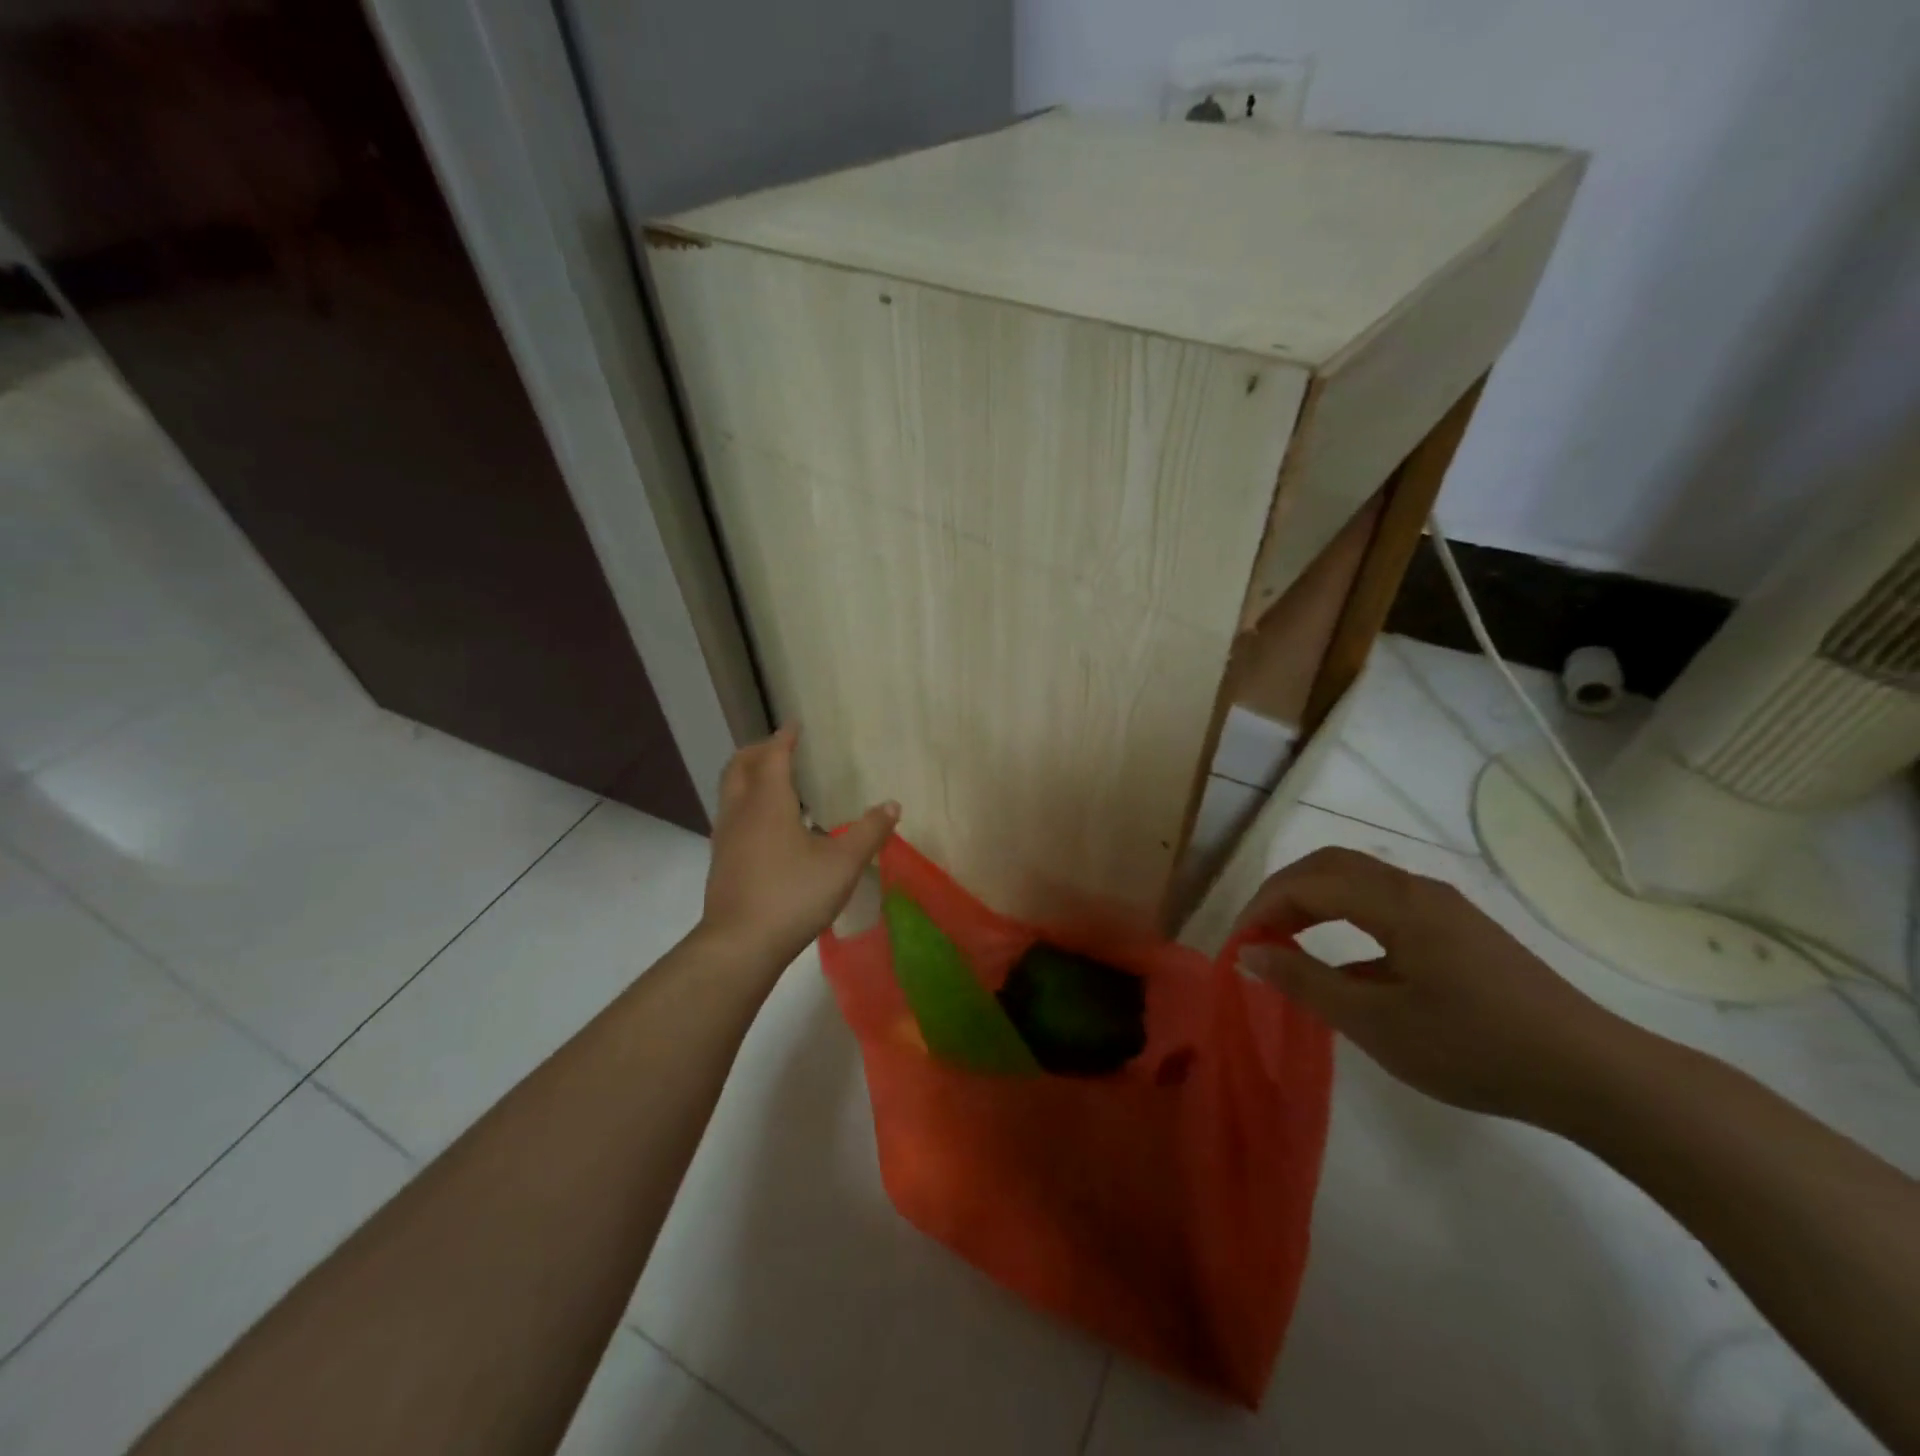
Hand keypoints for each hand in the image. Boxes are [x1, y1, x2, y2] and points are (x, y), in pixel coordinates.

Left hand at [699, 726, 898, 964]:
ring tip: (773, 781)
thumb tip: (892, 805)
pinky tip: (766, 825)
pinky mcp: (721, 861)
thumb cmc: (793, 895)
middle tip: (780, 747)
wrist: (739, 945)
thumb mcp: (843, 864)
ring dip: (748, 776)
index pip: (774, 756)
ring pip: (730, 791)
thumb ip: (869, 832)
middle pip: (740, 766)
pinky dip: (746, 802)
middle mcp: (741, 811)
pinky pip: (731, 815)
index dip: (784, 737)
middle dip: (758, 750)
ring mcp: (726, 837)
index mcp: (768, 802)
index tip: (794, 725)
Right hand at [1234, 847, 1629, 1122]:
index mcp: (1396, 902)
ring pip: (1357, 879)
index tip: (1237, 947)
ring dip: (1313, 901)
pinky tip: (1344, 964)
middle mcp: (1417, 888)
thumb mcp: (1377, 1024)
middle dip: (1282, 893)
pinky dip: (1344, 916)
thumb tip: (1249, 954)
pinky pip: (1383, 903)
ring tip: (1287, 942)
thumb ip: (1306, 982)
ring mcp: (1443, 907)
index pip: (1306, 883)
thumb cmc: (1475, 1047)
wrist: (1595, 1074)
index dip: (1261, 908)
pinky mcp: (1459, 929)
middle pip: (1330, 865)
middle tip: (1256, 935)